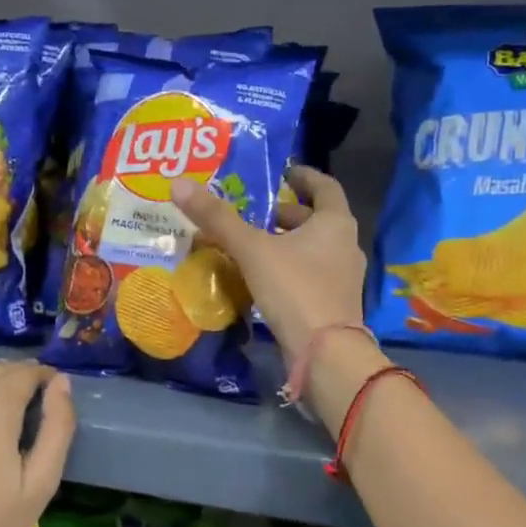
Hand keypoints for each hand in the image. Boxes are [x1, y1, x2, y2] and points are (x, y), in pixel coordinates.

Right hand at [170, 165, 368, 361]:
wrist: (325, 353)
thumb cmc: (295, 289)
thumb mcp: (252, 250)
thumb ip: (218, 219)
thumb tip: (179, 184)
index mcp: (335, 223)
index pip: (324, 186)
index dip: (303, 176)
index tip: (282, 173)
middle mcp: (346, 246)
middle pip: (316, 220)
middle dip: (286, 214)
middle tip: (254, 212)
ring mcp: (342, 278)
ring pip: (312, 249)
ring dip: (285, 243)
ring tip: (251, 244)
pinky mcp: (332, 304)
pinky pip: (309, 275)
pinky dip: (288, 269)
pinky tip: (262, 278)